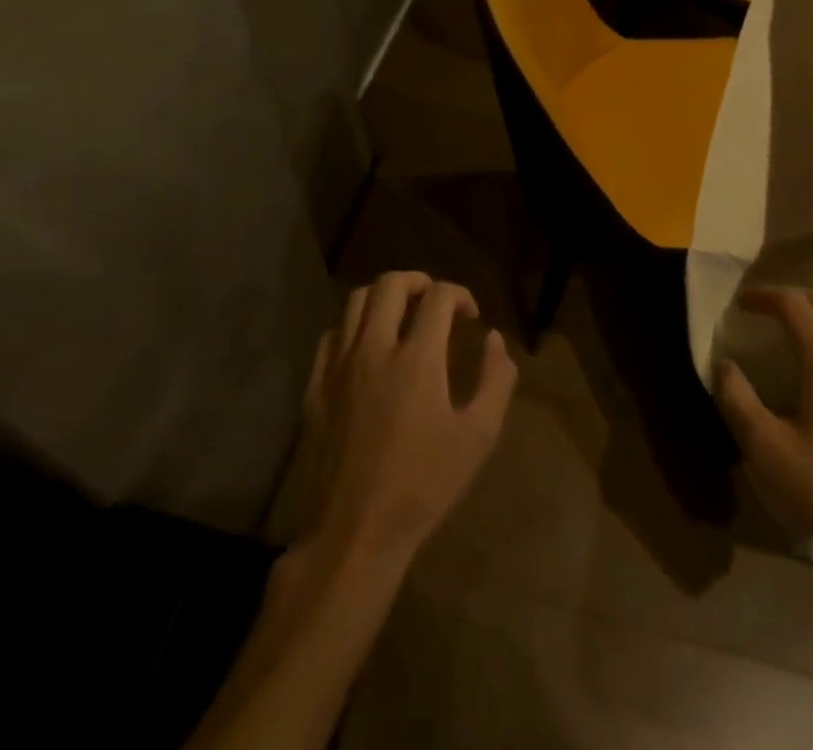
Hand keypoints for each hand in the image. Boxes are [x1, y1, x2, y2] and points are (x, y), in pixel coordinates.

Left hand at [299, 272, 516, 567]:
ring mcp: (339, 366)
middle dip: (418, 281)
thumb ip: (496, 379)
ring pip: (355, 302)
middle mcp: (374, 349)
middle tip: (435, 301)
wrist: (355, 532)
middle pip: (390, 284)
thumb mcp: (479, 435)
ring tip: (402, 315)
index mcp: (417, 358)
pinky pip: (331, 335)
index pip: (438, 297)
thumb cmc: (424, 484)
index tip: (471, 316)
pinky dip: (353, 327)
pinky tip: (367, 347)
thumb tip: (494, 340)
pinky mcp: (316, 387)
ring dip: (384, 297)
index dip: (460, 295)